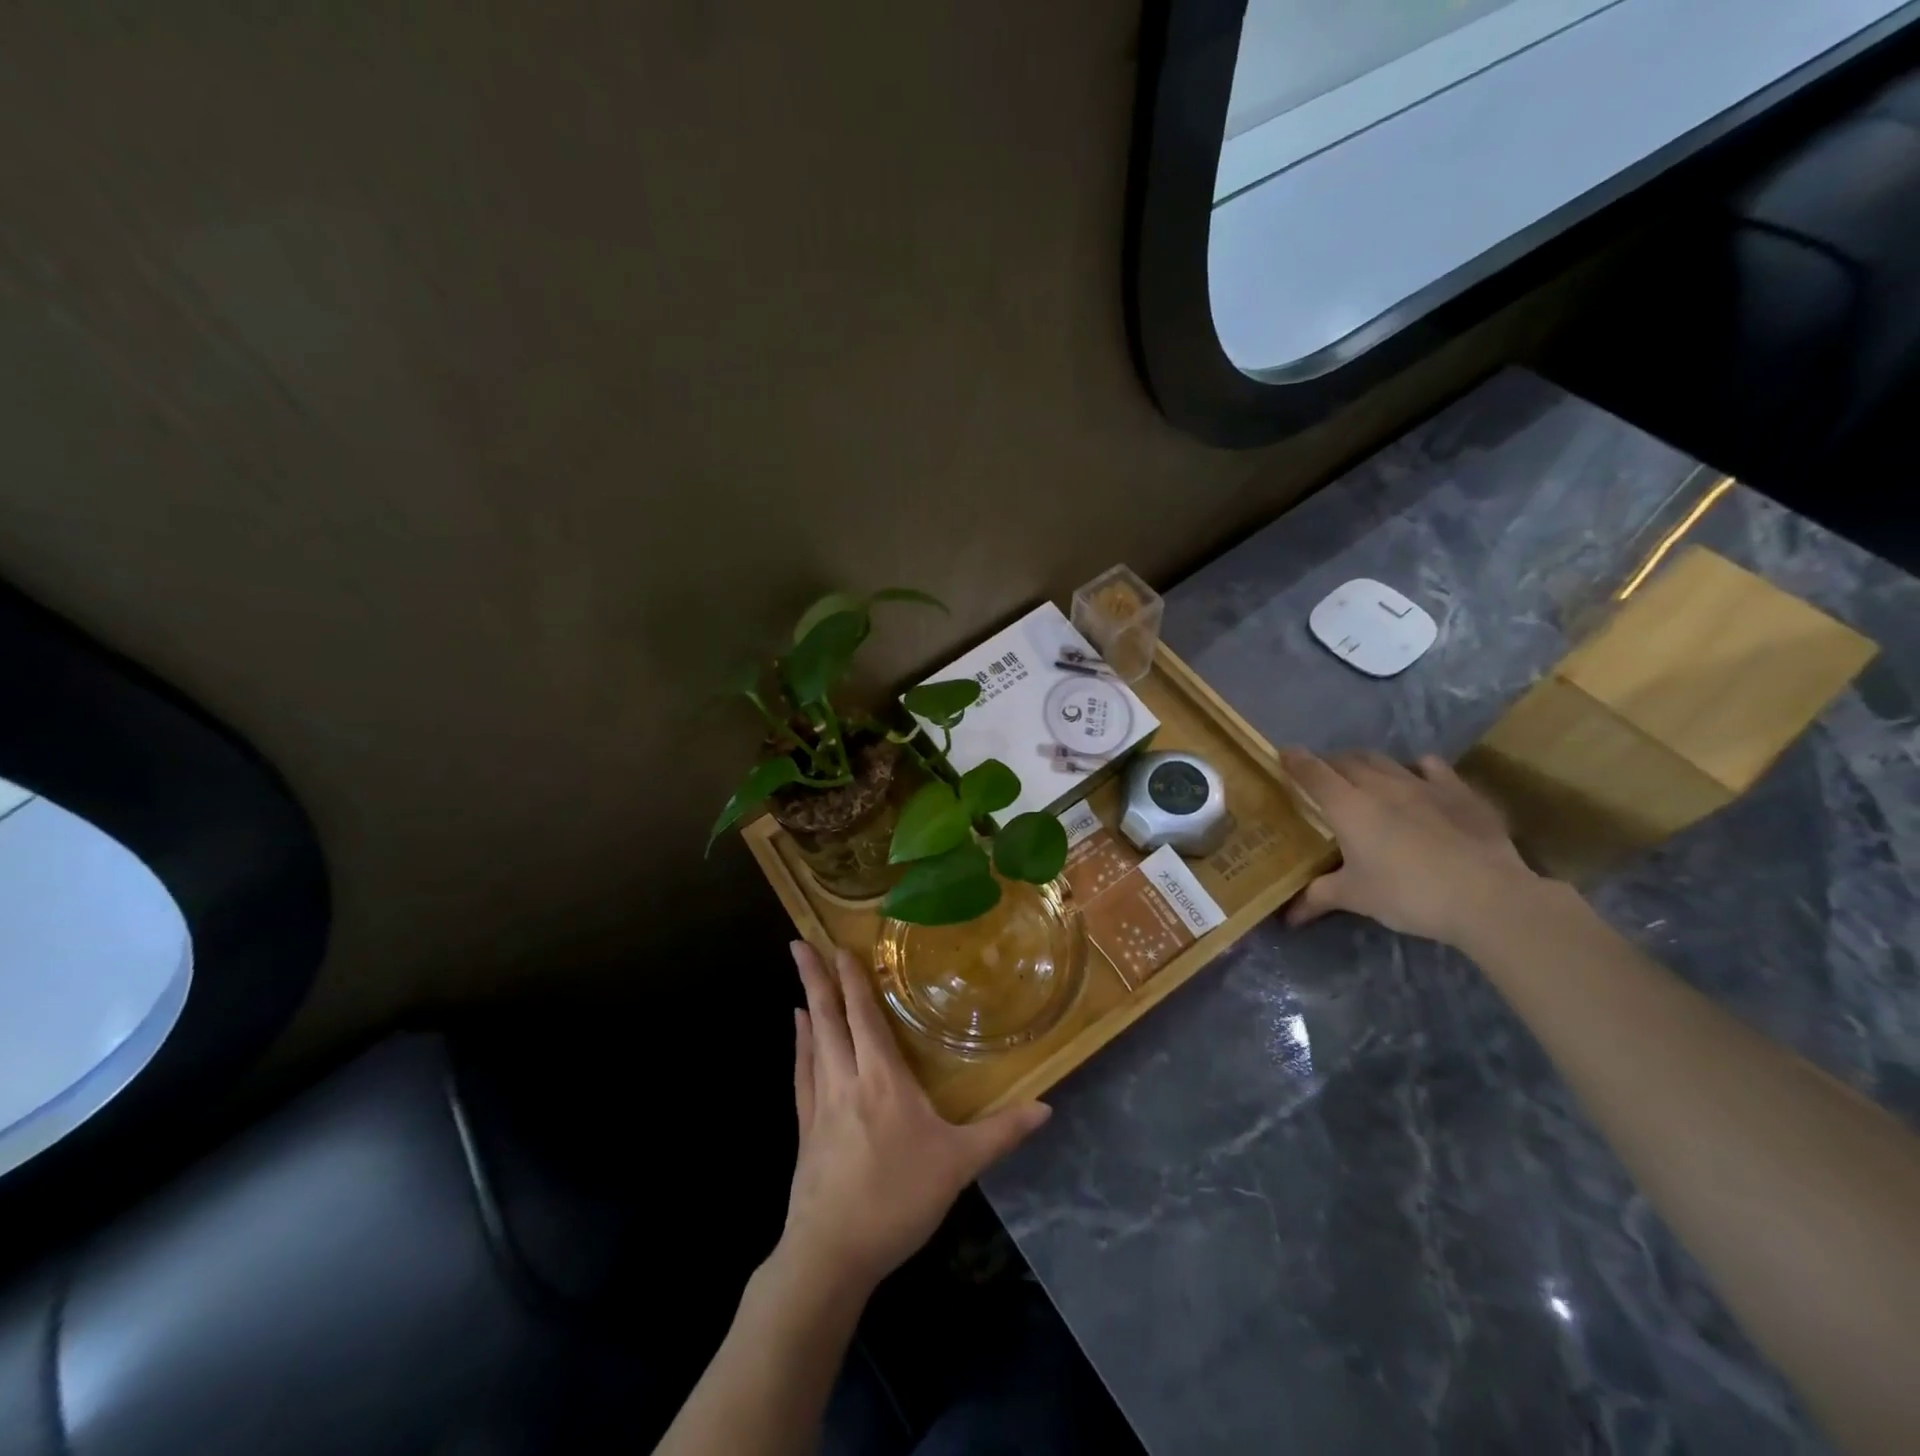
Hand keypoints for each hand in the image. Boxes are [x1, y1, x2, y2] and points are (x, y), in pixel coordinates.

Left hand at [781, 942, 1050, 1292]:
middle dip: (816, 978)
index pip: (865, 1016)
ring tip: (802, 976)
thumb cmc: (897, 1200)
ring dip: (808, 1004)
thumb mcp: (959, 1165)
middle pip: (829, 1018)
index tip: (839, 947)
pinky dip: (801, 1045)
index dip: (853, 980)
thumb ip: (1001, 1132)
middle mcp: (846, 1079)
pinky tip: (799, 1033)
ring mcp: (820, 1103)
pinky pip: (802, 1073)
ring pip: (813, 1040)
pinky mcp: (805, 1128)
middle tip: (800, 943)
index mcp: (882, 1079)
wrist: (832, 1255)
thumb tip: (1047, 1107)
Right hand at [1280, 748, 1538, 945]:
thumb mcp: (1355, 897)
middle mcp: (1380, 785)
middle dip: (1329, 763)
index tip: (1283, 754)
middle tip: (1321, 778)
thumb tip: (1288, 917)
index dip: (1294, 760)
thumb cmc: (1407, 894)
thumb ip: (1318, 897)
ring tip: (1361, 775)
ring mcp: (1422, 784)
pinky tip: (1418, 777)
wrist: (1486, 897)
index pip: (1312, 772)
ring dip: (1366, 763)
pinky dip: (1418, 768)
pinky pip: (1432, 766)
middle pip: (1346, 760)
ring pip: (1384, 760)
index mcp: (1347, 805)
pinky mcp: (1459, 792)